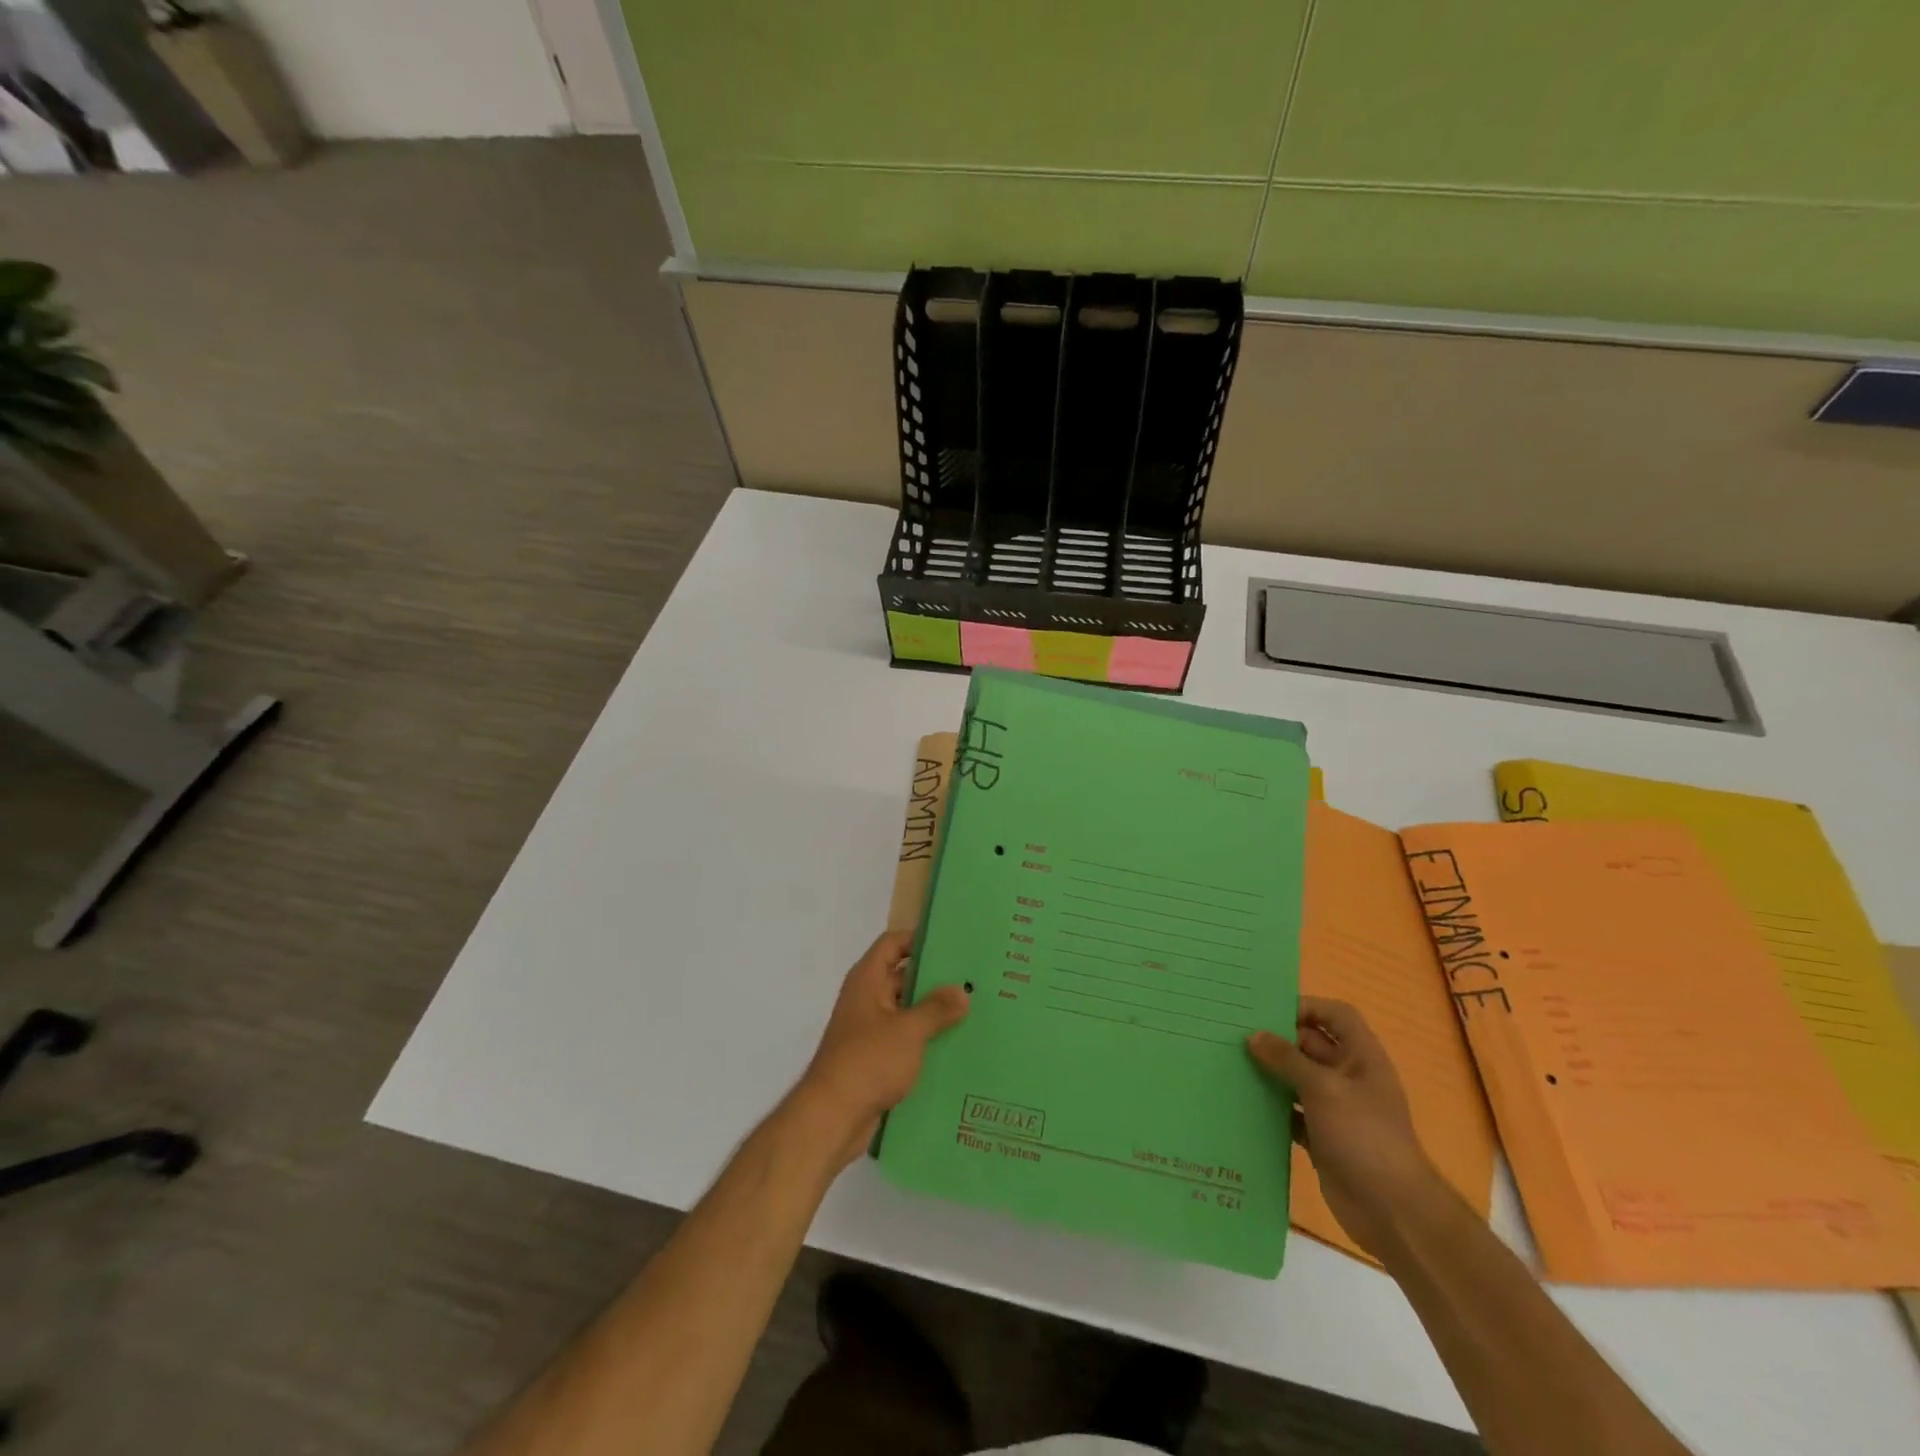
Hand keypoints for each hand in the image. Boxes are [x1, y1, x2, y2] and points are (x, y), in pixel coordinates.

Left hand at [792, 931, 969, 1170]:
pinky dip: (927, 1038)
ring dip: (934, 1011)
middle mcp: (868, 999)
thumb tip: (963, 990)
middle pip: (903, 976)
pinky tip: (958, 1044)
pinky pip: (907, 1038)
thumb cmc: (867, 1061)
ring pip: (908, 1010)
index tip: (952, 943)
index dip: (918, 939)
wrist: (832, 1118)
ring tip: (975, 1010)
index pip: (893, 944)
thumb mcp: (908, 1030)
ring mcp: (871, 1029)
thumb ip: (937, 1008)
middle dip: (935, 978)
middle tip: (974, 978)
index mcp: (868, 980)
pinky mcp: (877, 1058)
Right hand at [1247, 997, 1444, 1258]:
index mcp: (1361, 1058)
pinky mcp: (1322, 1137)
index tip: (1269, 1012)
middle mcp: (1349, 1077)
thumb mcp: (1323, 1088)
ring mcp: (1335, 1109)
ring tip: (1232, 1063)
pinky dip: (1272, 1107)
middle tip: (1236, 1034)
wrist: (1392, 1211)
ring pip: (1297, 1079)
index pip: (1336, 1016)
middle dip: (1278, 1039)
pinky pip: (1291, 1112)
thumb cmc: (1363, 1136)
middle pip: (1310, 1045)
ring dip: (1270, 1073)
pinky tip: (1244, 1102)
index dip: (1308, 1007)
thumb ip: (1286, 1059)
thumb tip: (1254, 1036)